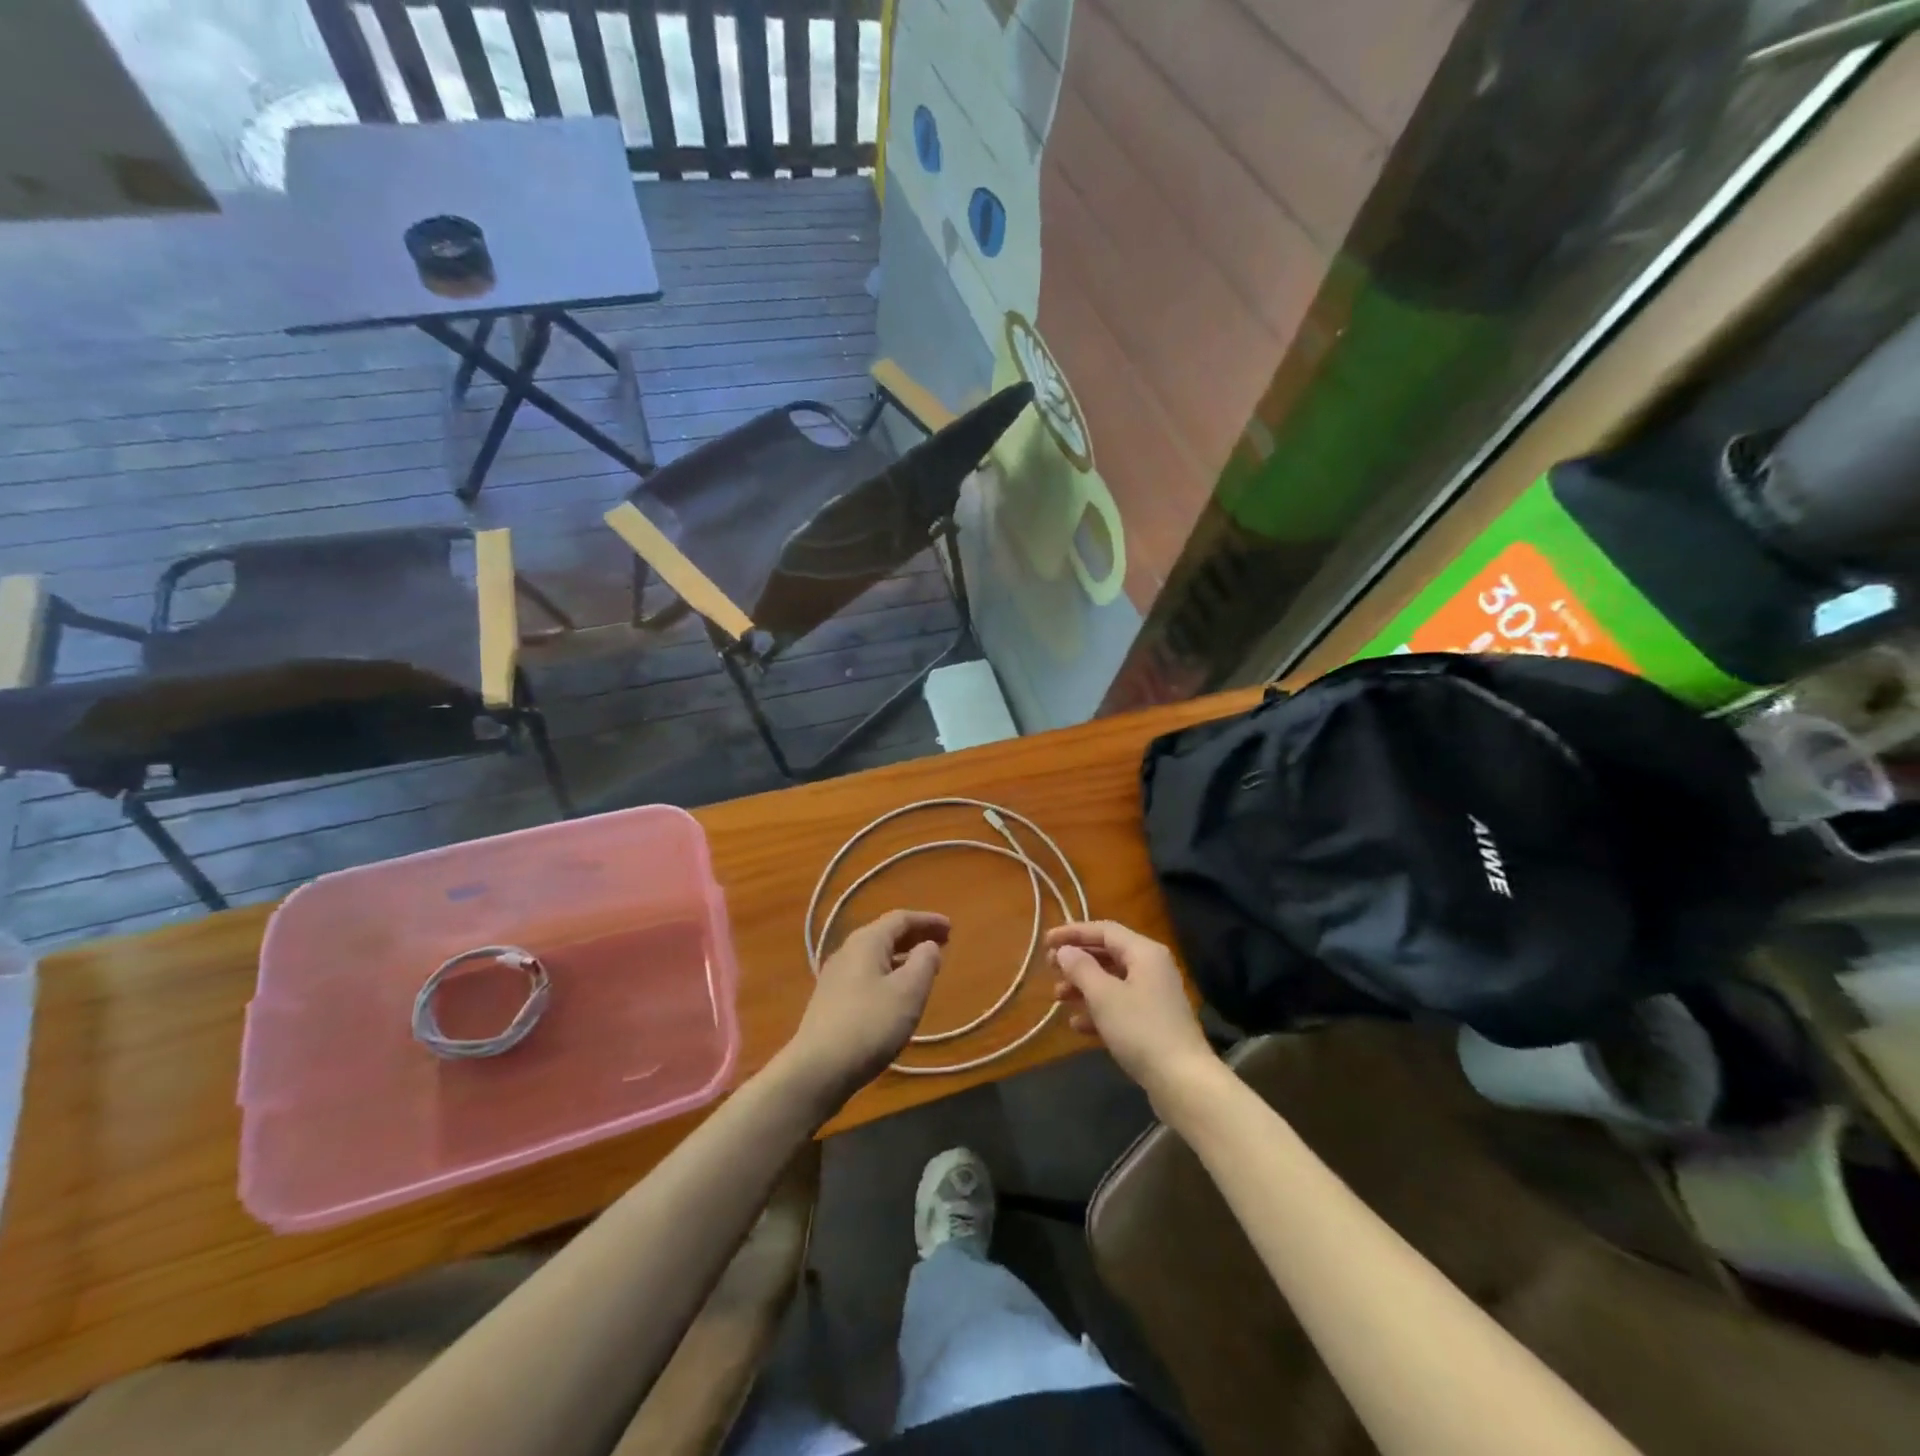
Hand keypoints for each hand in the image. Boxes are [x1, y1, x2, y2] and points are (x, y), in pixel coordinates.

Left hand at [781, 910, 948, 1113]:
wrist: (817, 1069)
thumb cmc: (870, 1024)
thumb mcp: (909, 992)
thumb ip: (924, 962)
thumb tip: (928, 946)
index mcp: (866, 941)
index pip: (901, 918)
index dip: (928, 920)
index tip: (951, 927)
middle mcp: (847, 951)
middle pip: (886, 934)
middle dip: (916, 936)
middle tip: (943, 943)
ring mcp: (835, 977)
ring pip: (876, 956)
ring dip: (903, 956)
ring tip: (924, 967)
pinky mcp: (831, 1001)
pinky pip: (867, 974)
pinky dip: (889, 973)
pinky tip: (897, 993)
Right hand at [1046, 921, 1217, 1106]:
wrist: (1183, 1081)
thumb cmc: (1140, 1030)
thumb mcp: (1104, 996)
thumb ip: (1081, 968)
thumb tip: (1065, 951)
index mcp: (1144, 952)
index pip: (1104, 930)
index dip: (1073, 932)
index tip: (1046, 942)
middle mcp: (1152, 967)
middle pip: (1108, 954)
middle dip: (1077, 960)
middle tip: (1050, 968)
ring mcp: (1154, 996)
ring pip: (1112, 981)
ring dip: (1083, 986)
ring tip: (1057, 997)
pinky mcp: (1154, 1022)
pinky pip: (1120, 1005)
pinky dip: (1098, 1010)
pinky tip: (1077, 1024)